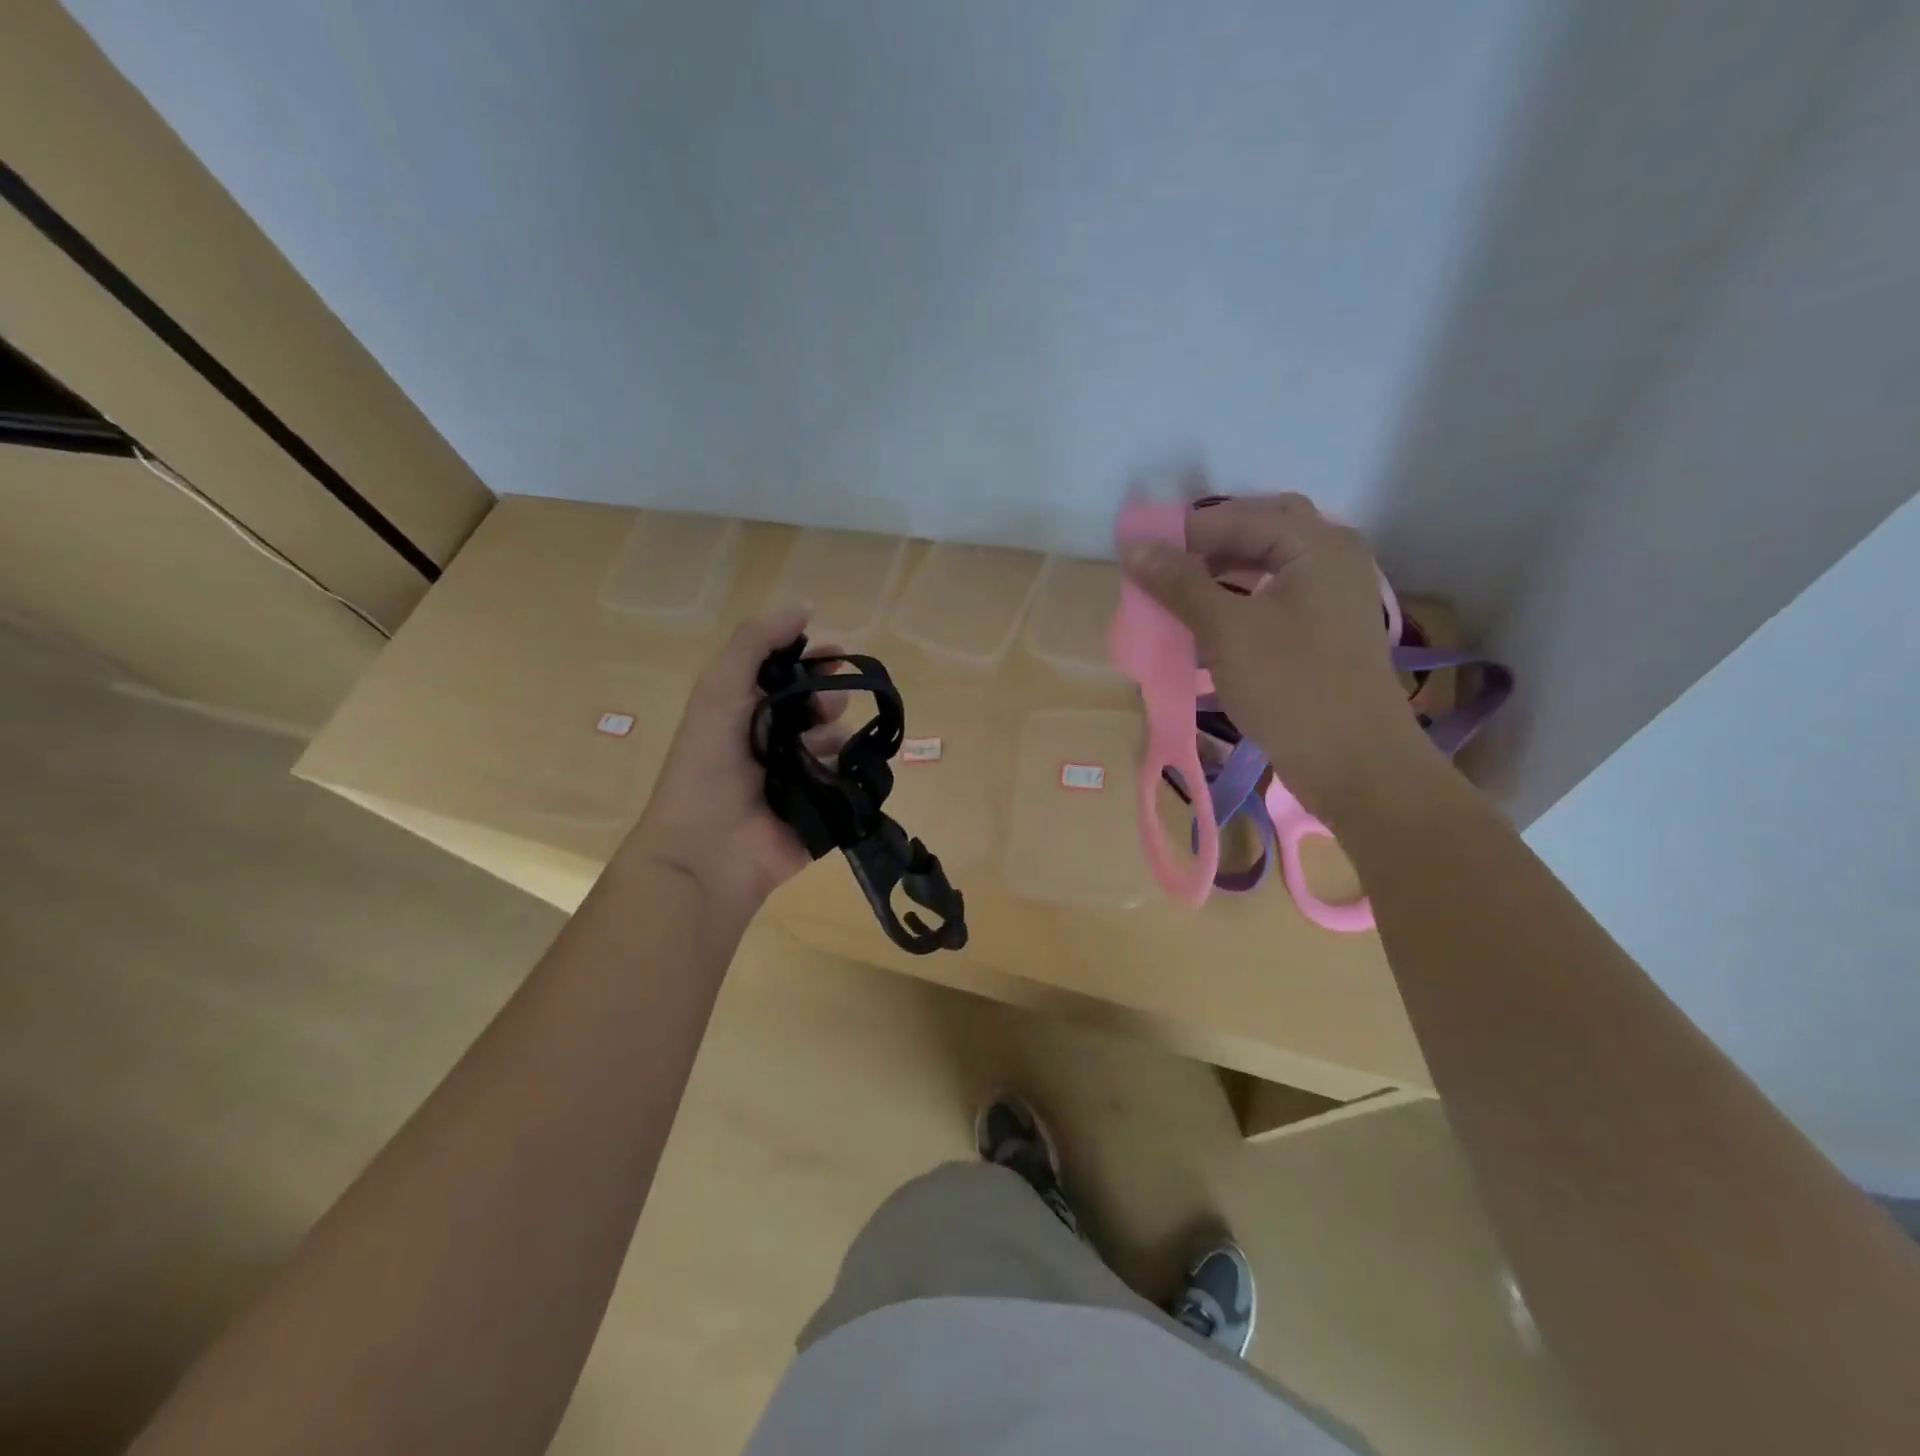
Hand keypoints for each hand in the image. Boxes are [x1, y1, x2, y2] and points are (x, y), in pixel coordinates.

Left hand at [622, 608, 845, 916]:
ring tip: (831, 740)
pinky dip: (855, 771)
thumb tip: (802, 606)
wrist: (708, 852)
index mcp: (745, 714)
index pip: (787, 676)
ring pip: (836, 743)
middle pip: (816, 706)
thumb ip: (754, 644)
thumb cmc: (708, 767)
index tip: (837, 652)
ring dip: (841, 733)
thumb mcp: (719, 691)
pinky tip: (852, 767)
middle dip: (828, 695)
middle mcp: (773, 743)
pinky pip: (849, 782)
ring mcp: (799, 779)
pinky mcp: (822, 812)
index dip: (811, 659)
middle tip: (828, 703)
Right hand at [1120, 493, 1432, 820]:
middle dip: (1207, 545)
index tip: (1136, 555)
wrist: (1354, 763)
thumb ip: (1180, 583)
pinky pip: (1274, 598)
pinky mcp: (1325, 631)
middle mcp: (1332, 557)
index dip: (1183, 532)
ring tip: (1176, 596)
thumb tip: (1135, 548)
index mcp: (1316, 544)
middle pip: (1259, 531)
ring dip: (1220, 574)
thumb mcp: (1226, 630)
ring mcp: (1332, 596)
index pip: (1237, 516)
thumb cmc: (1291, 687)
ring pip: (1266, 565)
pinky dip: (1238, 602)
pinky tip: (1206, 626)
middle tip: (1163, 567)